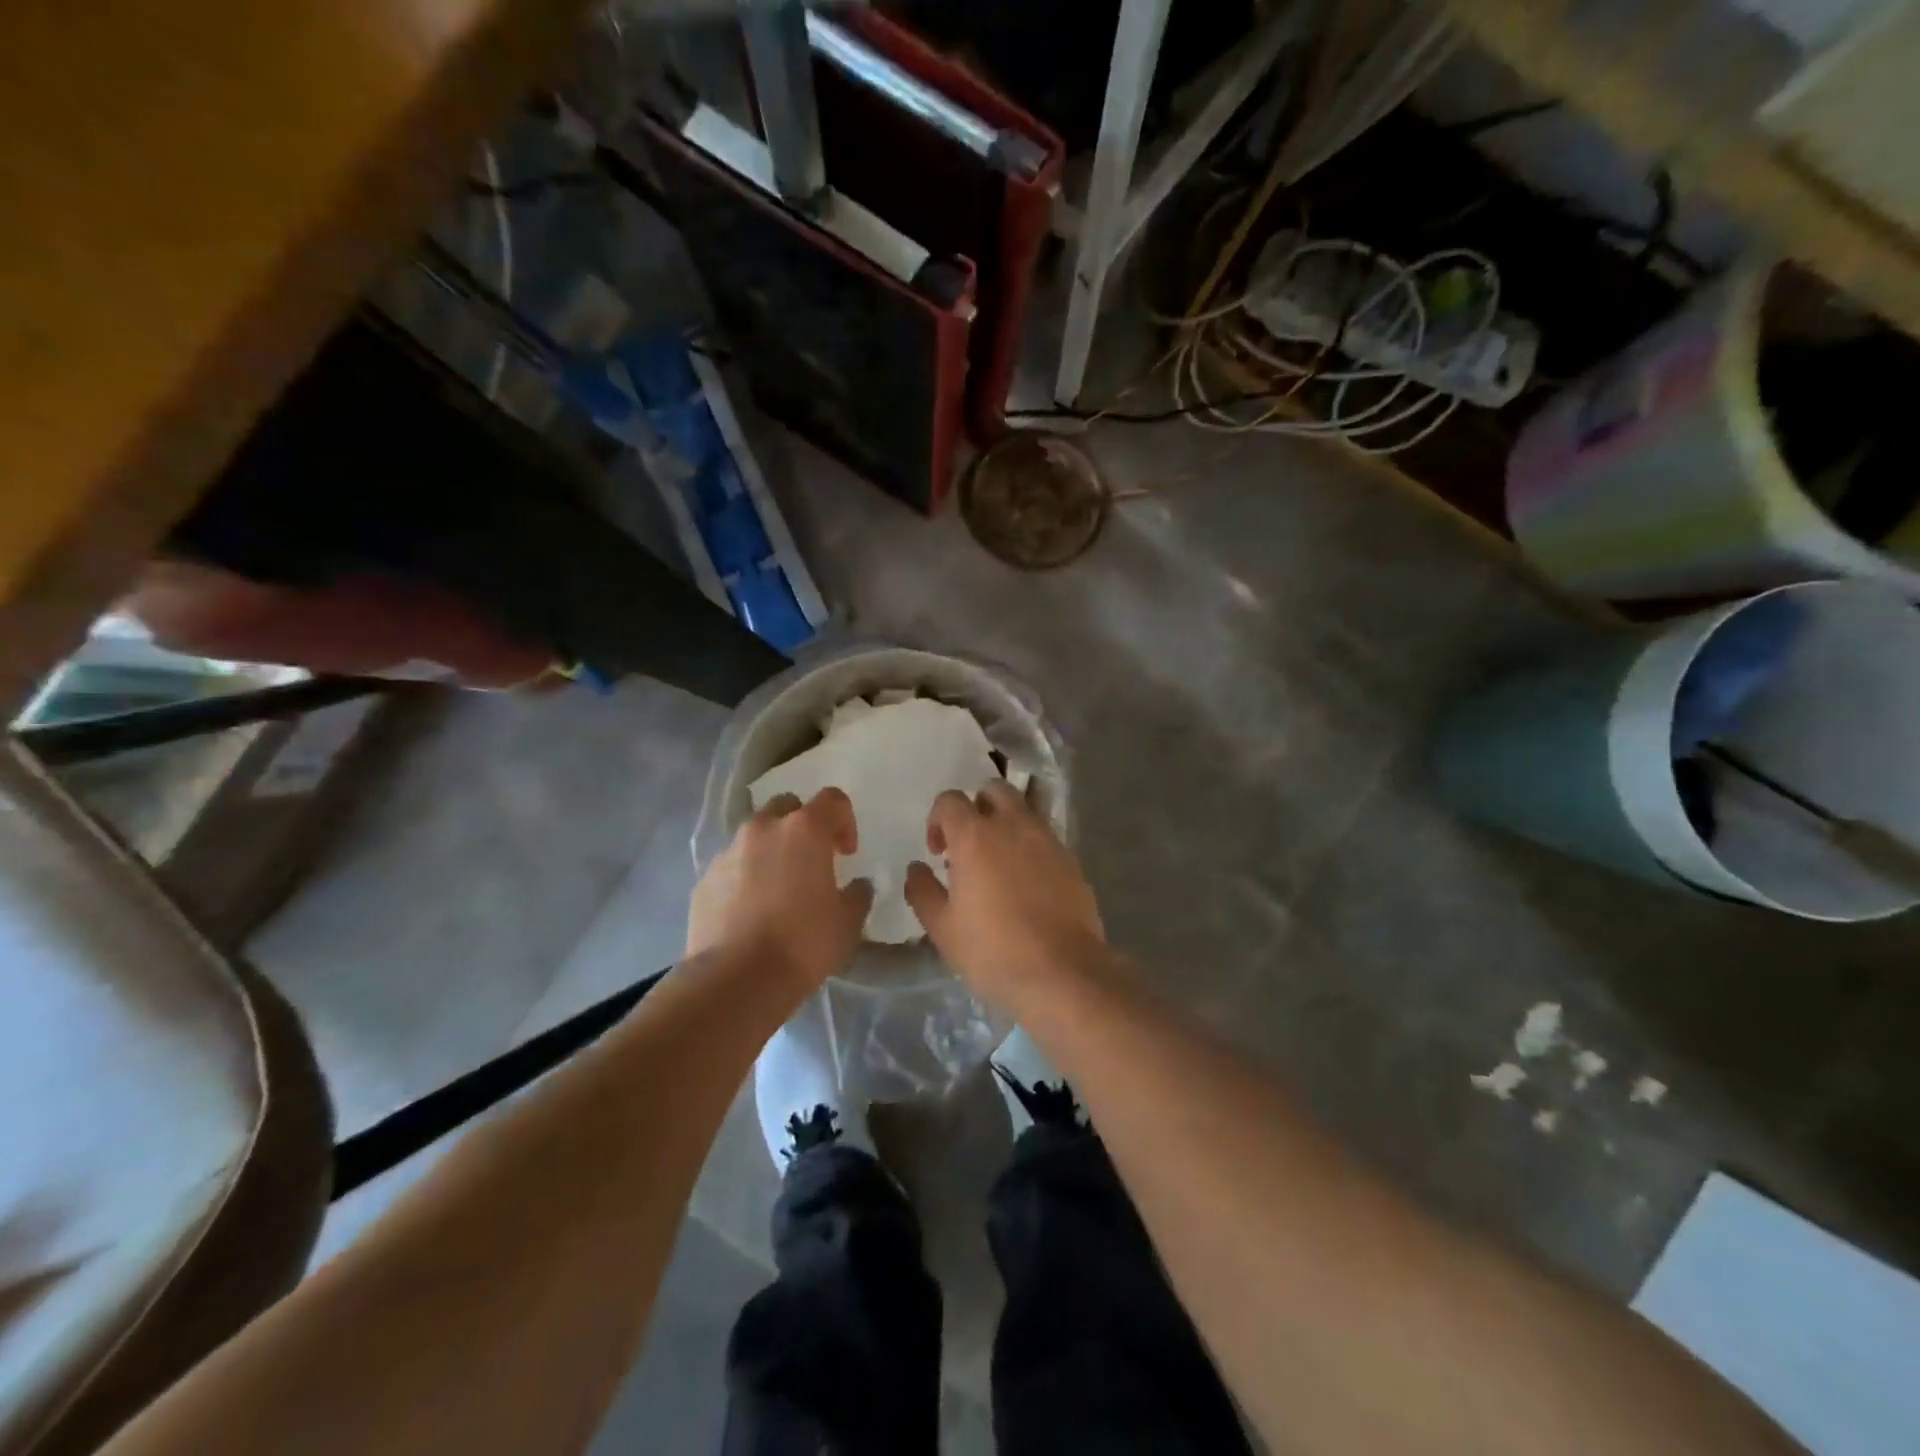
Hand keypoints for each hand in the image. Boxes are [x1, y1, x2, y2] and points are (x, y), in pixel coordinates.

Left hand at [688, 788, 873, 991]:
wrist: (736, 980)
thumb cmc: (803, 943)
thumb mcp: (848, 923)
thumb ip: (858, 895)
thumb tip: (858, 886)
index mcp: (804, 830)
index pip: (832, 800)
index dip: (845, 821)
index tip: (847, 853)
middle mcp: (764, 829)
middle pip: (787, 806)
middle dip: (803, 825)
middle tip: (812, 860)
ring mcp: (728, 852)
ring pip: (755, 835)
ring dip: (771, 849)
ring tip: (778, 888)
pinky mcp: (704, 879)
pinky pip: (732, 865)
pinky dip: (745, 876)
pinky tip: (751, 910)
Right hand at [904, 781, 1104, 1000]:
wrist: (1062, 972)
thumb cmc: (993, 951)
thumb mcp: (942, 928)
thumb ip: (922, 891)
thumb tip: (916, 868)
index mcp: (975, 836)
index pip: (950, 800)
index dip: (938, 819)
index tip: (938, 852)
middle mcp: (1014, 825)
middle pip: (994, 789)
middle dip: (978, 807)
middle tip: (970, 844)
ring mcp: (1048, 840)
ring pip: (1025, 809)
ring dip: (1007, 823)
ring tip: (1000, 862)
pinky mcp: (1072, 859)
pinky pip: (1046, 837)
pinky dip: (1031, 846)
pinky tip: (1027, 882)